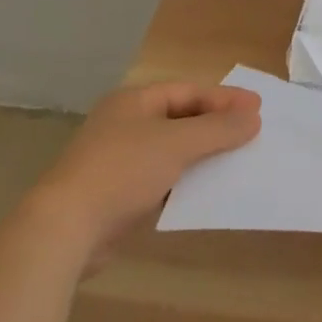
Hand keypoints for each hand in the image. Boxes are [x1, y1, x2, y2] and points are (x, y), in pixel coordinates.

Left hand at [34, 81, 261, 264]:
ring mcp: (119, 160)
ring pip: (173, 151)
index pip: (189, 92)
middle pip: (182, 118)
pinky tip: (208, 191)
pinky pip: (162, 179)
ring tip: (238, 162)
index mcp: (134, 101)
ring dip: (204, 155)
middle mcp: (126, 124)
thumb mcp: (177, 144)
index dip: (224, 99)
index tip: (258, 109)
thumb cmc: (122, 171)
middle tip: (252, 133)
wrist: (63, 230)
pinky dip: (186, 182)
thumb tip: (253, 117)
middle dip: (216, 126)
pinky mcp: (118, 195)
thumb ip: (218, 129)